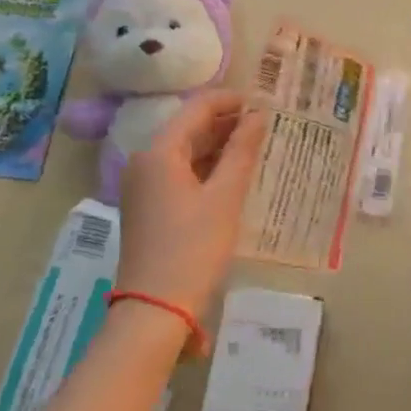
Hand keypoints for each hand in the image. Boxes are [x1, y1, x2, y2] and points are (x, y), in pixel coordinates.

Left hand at [116, 90, 266, 331]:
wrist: (155, 310)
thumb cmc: (193, 249)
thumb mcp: (224, 197)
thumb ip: (242, 151)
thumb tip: (259, 114)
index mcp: (159, 152)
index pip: (197, 108)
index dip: (231, 100)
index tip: (265, 102)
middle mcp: (145, 161)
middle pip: (189, 128)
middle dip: (227, 123)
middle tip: (267, 125)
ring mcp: (143, 185)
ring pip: (185, 152)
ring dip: (218, 146)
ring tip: (256, 146)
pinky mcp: (148, 207)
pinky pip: (180, 174)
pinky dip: (206, 169)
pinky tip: (233, 175)